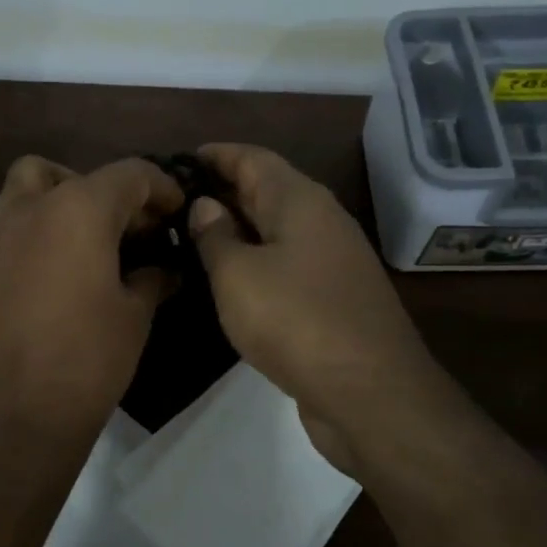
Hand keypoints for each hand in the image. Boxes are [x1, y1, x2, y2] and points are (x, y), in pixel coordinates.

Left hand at [0, 155, 183, 444]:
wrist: (17, 415)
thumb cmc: (88, 360)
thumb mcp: (135, 316)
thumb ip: (152, 278)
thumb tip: (164, 269)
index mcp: (83, 209)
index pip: (132, 175)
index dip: (161, 187)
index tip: (175, 211)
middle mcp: (35, 207)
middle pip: (79, 174)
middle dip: (112, 193)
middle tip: (133, 232)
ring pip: (23, 178)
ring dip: (54, 188)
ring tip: (74, 224)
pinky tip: (14, 240)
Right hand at [187, 144, 442, 465]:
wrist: (369, 392)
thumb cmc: (295, 319)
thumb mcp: (237, 275)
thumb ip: (215, 236)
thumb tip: (205, 205)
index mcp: (300, 201)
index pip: (253, 158)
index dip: (218, 154)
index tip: (180, 159)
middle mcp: (321, 221)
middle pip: (268, 190)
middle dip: (224, 189)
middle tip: (176, 199)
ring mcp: (332, 260)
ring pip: (277, 229)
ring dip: (239, 227)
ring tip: (193, 234)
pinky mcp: (333, 297)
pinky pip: (286, 262)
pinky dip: (256, 260)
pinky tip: (230, 277)